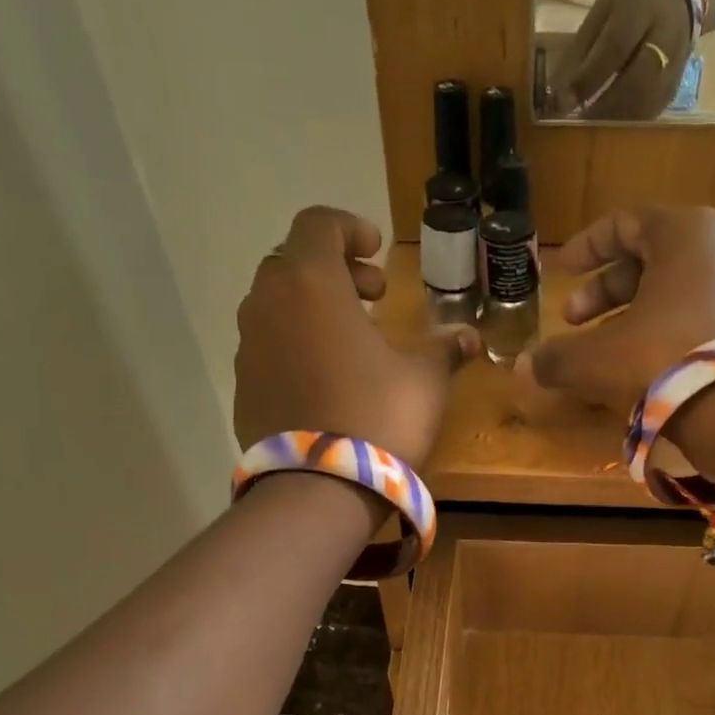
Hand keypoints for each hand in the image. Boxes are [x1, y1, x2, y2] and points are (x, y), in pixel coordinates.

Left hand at [233, 207, 479, 466]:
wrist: (319, 490)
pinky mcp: (243, 387)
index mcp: (311, 283)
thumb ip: (444, 350)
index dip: (350, 228)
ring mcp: (249, 347)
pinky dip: (295, 345)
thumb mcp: (424, 381)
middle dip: (335, 271)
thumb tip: (471, 338)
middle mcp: (268, 303)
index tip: (377, 251)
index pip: (319, 224)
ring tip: (351, 340)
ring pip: (277, 305)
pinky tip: (325, 379)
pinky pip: (269, 347)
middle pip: (294, 263)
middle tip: (373, 297)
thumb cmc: (378, 418)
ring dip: (312, 309)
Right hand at [524, 206, 714, 473]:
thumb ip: (555, 357)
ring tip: (601, 349)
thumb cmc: (660, 358)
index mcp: (683, 232)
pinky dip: (661, 331)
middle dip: (603, 292)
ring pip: (671, 291)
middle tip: (572, 321)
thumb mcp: (595, 357)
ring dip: (629, 315)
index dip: (586, 248)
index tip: (561, 271)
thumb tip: (522, 369)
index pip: (624, 223)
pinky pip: (694, 316)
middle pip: (648, 259)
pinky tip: (638, 365)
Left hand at [547, 0, 692, 119]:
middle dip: (603, 106)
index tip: (562, 102)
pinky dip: (628, 124)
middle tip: (578, 121)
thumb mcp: (602, 11)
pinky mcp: (675, 87)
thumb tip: (556, 92)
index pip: (614, 48)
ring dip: (615, 121)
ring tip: (591, 129)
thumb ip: (581, 50)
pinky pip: (652, 112)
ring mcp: (676, 65)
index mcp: (642, 6)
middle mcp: (666, 36)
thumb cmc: (630, 2)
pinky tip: (611, 128)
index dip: (587, 79)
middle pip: (636, 81)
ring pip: (647, 103)